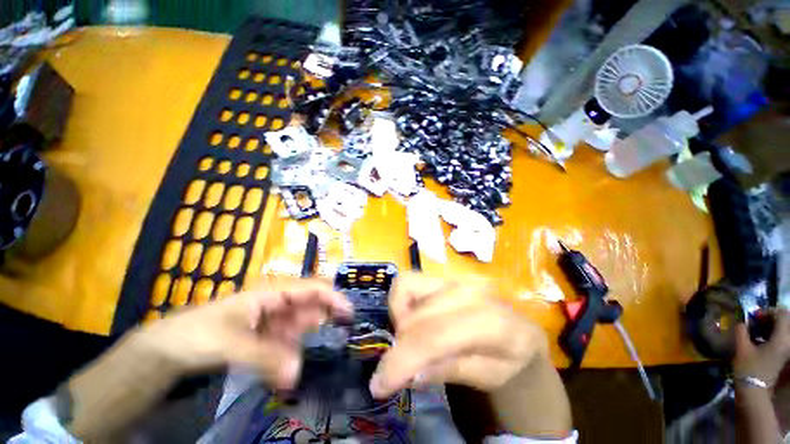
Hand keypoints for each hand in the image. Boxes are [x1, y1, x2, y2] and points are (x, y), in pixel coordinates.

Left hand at [135, 278, 351, 388]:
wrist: (167, 350)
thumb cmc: (199, 333)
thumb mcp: (230, 343)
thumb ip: (266, 358)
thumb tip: (298, 373)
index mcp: (274, 291)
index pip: (313, 288)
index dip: (333, 297)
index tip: (349, 314)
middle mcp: (279, 302)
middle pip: (312, 306)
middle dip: (326, 321)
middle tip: (341, 341)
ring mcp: (274, 319)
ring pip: (302, 326)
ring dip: (309, 343)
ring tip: (318, 360)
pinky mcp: (268, 336)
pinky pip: (289, 343)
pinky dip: (293, 356)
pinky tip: (291, 372)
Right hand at [369, 273, 548, 396]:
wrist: (519, 330)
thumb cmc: (509, 359)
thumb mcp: (488, 378)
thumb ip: (450, 371)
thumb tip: (411, 372)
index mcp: (491, 322)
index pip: (435, 336)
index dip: (402, 360)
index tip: (379, 384)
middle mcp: (469, 291)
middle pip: (417, 315)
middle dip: (398, 345)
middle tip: (397, 369)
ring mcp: (454, 277)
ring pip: (407, 286)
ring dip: (398, 315)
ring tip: (408, 338)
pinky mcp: (444, 275)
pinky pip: (410, 281)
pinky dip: (402, 300)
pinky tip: (413, 318)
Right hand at [734, 309, 789, 386]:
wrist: (754, 392)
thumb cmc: (748, 369)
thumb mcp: (741, 348)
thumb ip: (741, 332)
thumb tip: (741, 322)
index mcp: (781, 339)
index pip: (782, 314)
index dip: (769, 311)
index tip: (754, 315)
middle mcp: (787, 342)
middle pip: (784, 322)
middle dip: (769, 319)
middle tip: (754, 322)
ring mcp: (786, 350)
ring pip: (782, 331)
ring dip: (769, 327)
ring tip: (755, 331)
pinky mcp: (782, 356)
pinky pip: (780, 339)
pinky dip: (770, 335)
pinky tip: (758, 341)